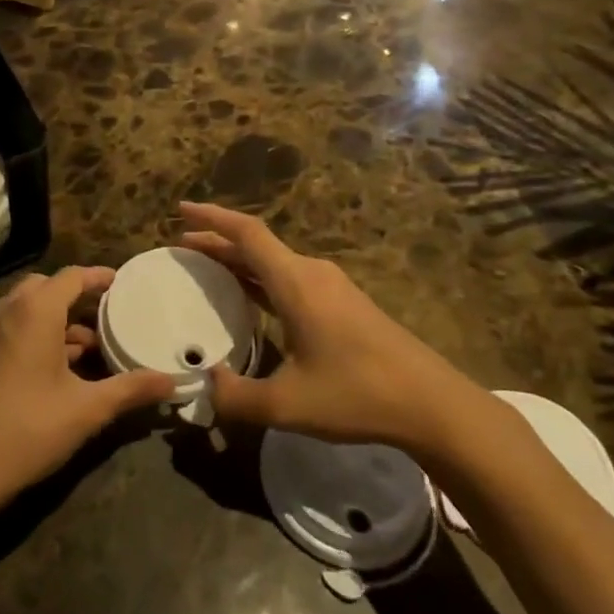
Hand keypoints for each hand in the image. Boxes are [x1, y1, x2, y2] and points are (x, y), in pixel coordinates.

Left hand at [0, 267, 175, 506]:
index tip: (122, 282)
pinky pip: (14, 326)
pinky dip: (38, 333)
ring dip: (57, 319)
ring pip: (28, 308)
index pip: (72, 276)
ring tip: (90, 346)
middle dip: (76, 296)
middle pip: (47, 287)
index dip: (98, 277)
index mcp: (35, 310)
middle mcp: (8, 309)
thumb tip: (173, 382)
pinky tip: (59, 367)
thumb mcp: (87, 409)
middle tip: (107, 313)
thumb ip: (131, 389)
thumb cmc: (29, 428)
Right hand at [180, 202, 491, 460]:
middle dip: (218, 241)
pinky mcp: (343, 304)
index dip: (211, 218)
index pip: (246, 233)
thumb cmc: (358, 394)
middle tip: (182, 247)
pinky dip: (261, 279)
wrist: (432, 404)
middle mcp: (312, 273)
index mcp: (296, 282)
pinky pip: (290, 278)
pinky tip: (251, 298)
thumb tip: (206, 384)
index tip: (181, 209)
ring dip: (240, 261)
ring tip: (208, 269)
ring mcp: (331, 287)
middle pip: (257, 245)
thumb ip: (237, 397)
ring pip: (274, 262)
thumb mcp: (288, 404)